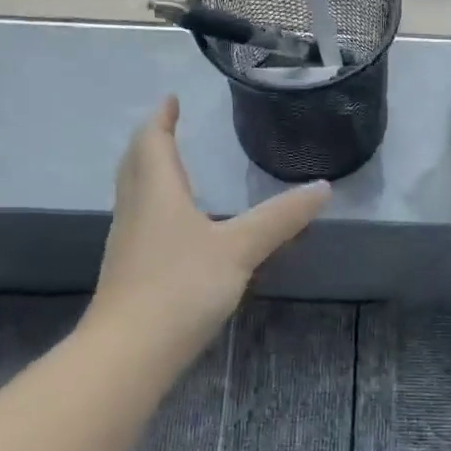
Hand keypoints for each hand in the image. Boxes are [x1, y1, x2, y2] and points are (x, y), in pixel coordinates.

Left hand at [93, 97, 330, 354]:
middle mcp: (136, 210)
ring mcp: (128, 242)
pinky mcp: (130, 272)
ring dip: (150, 174)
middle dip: (151, 142)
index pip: (153, 142)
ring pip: (135, 194)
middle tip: (168, 127)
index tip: (171, 99)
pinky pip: (141, 222)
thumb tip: (322, 187)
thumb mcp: (239, 249)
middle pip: (136, 164)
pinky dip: (155, 207)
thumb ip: (280, 219)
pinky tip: (175, 227)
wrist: (131, 350)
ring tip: (174, 170)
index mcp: (157, 192)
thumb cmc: (182, 286)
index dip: (162, 118)